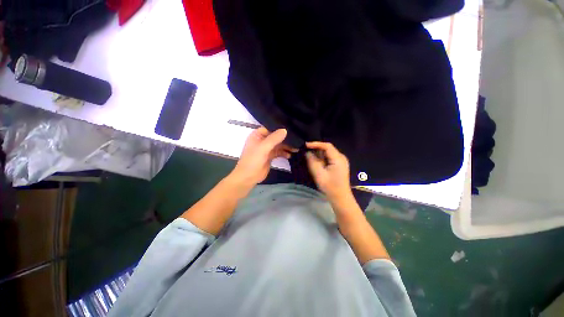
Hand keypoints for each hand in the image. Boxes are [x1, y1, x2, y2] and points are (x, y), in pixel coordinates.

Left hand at [230, 127, 296, 186]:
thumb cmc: (253, 160)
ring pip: (278, 145)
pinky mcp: (270, 156)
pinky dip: (284, 153)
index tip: (291, 129)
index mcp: (257, 135)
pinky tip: (290, 155)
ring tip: (296, 149)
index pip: (270, 128)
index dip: (279, 129)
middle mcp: (262, 140)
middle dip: (285, 139)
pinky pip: (278, 152)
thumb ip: (274, 138)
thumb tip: (285, 130)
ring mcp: (266, 149)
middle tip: (296, 140)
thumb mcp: (263, 147)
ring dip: (286, 147)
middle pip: (276, 137)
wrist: (248, 177)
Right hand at [305, 142, 352, 202]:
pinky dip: (321, 158)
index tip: (306, 145)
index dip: (315, 144)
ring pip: (327, 153)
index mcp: (338, 158)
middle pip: (327, 148)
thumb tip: (307, 152)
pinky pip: (329, 158)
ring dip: (318, 154)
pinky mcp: (339, 165)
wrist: (340, 198)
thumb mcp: (319, 174)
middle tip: (305, 151)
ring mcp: (341, 161)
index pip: (327, 146)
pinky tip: (316, 162)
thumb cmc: (330, 187)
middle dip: (316, 149)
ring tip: (308, 156)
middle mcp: (341, 157)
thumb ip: (312, 162)